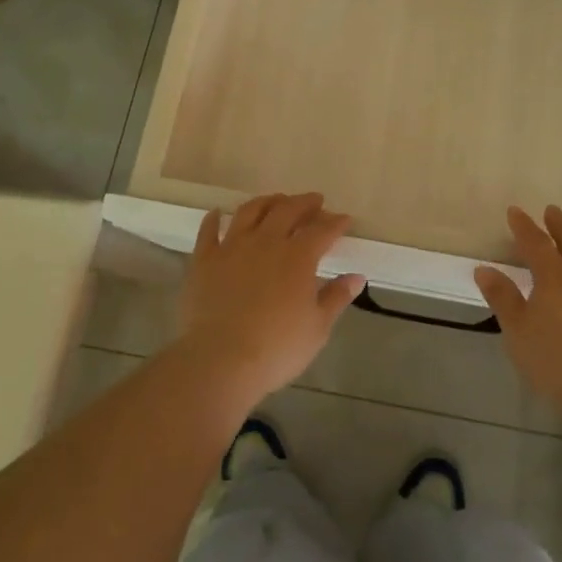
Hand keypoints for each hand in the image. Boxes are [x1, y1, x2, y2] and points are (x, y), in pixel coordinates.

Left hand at [176, 193, 365, 405]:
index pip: (322, 230)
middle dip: (305, 203)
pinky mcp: (204, 259)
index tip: (344, 219)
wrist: (220, 360)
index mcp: (298, 256)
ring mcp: (232, 247)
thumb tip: (356, 277)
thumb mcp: (317, 328)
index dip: (335, 222)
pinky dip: (214, 219)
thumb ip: (336, 298)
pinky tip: (218, 213)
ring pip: (250, 211)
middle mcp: (266, 242)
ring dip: (267, 201)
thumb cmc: (277, 348)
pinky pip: (209, 231)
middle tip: (314, 201)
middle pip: (287, 210)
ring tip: (276, 200)